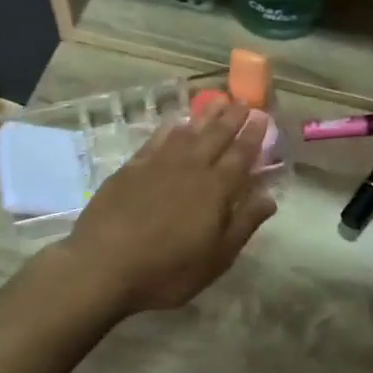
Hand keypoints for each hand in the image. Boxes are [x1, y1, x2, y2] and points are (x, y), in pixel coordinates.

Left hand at [59, 101, 276, 315]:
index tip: (261, 117)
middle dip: (231, 118)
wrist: (102, 266)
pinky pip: (156, 140)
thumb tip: (269, 197)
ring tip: (216, 102)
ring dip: (204, 116)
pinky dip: (169, 128)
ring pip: (187, 132)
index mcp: (216, 190)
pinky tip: (175, 123)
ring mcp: (158, 165)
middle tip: (242, 101)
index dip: (253, 136)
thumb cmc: (167, 271)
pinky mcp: (131, 168)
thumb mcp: (216, 258)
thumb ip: (244, 224)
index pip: (240, 155)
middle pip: (215, 136)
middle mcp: (190, 168)